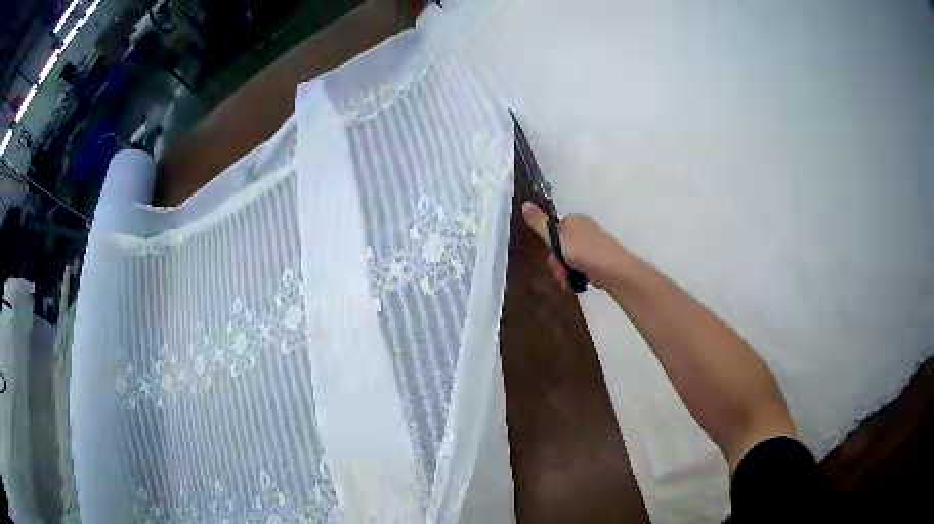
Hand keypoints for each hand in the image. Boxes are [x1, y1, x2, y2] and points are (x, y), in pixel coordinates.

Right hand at [521, 202, 630, 289]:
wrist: (613, 269)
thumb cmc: (584, 250)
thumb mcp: (557, 236)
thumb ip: (539, 223)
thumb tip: (524, 203)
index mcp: (575, 219)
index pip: (554, 229)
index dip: (549, 245)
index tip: (550, 255)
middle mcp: (584, 229)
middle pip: (561, 246)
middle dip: (557, 262)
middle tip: (559, 273)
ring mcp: (593, 246)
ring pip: (569, 259)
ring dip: (564, 272)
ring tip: (568, 281)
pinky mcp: (599, 261)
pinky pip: (580, 267)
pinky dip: (576, 275)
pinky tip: (577, 283)